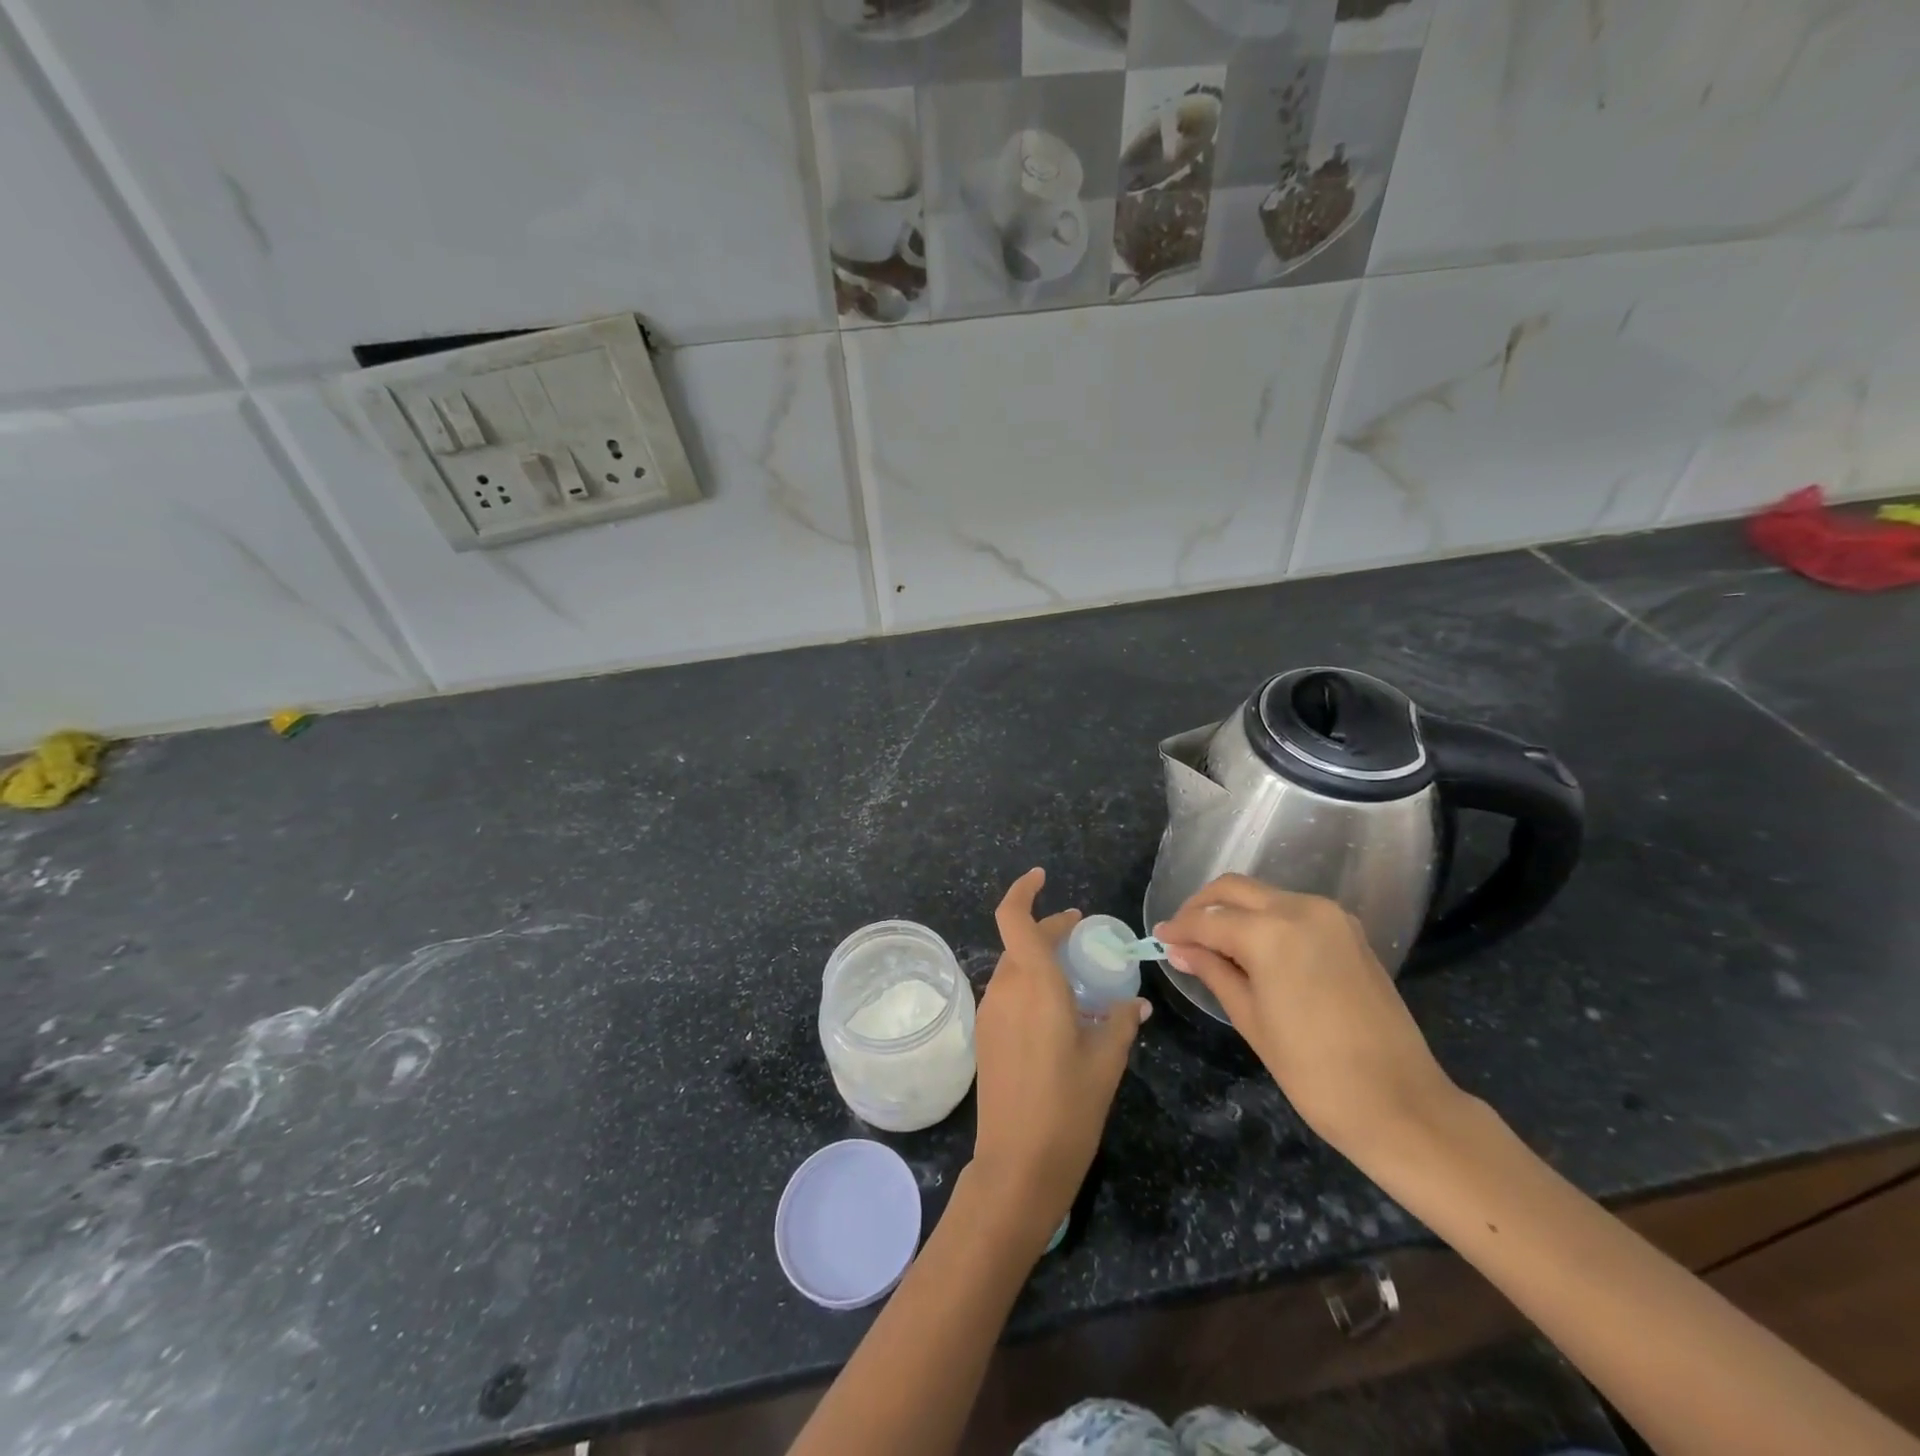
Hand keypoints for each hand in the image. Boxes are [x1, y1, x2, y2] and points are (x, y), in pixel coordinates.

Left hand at [969, 868, 1148, 1252]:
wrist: (1016, 1166)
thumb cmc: (1068, 1110)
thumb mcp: (1106, 1063)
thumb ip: (1121, 1022)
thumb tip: (1135, 1003)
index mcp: (1034, 985)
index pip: (1014, 918)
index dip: (1023, 891)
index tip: (1042, 878)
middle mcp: (1004, 990)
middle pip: (1019, 942)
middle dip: (1048, 930)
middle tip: (1081, 935)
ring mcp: (990, 1014)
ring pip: (1013, 969)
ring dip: (1039, 960)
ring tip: (1077, 976)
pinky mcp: (985, 1036)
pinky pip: (1008, 995)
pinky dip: (1030, 987)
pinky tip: (1058, 1012)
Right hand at [1154, 874, 1461, 1165]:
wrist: (1401, 1103)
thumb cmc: (1313, 1071)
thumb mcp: (1250, 1019)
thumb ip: (1213, 972)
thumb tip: (1178, 948)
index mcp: (1271, 932)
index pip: (1209, 920)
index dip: (1179, 928)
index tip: (1159, 938)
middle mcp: (1301, 908)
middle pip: (1234, 889)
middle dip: (1202, 907)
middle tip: (1181, 935)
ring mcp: (1331, 916)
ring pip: (1264, 895)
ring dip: (1233, 910)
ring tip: (1213, 943)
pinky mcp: (1349, 930)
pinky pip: (1293, 909)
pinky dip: (1265, 918)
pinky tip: (1252, 947)